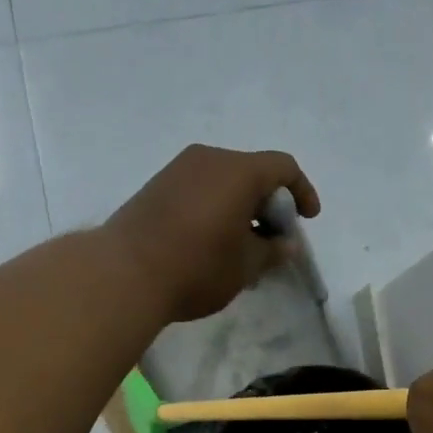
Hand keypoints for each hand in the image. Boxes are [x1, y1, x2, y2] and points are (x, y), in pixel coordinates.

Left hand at [105, 145, 319, 322]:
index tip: (308, 219)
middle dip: (269, 204)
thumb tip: (286, 244)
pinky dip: (216, 208)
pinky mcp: (156, 186)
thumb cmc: (196, 268)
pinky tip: (212, 242)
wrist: (123, 273)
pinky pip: (199, 189)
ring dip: (241, 207)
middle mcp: (209, 159)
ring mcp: (178, 170)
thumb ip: (272, 251)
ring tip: (242, 245)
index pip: (283, 167)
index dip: (302, 191)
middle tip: (273, 239)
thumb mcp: (245, 267)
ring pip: (223, 181)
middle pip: (252, 172)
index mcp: (238, 171)